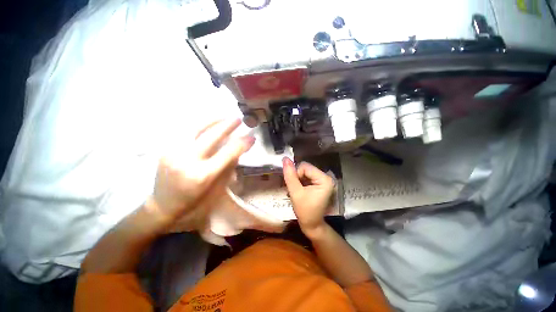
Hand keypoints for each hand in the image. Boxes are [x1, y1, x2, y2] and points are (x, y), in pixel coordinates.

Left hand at [151, 118, 254, 220]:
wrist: (163, 205)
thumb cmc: (194, 201)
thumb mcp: (216, 188)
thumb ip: (228, 167)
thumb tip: (238, 150)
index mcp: (202, 175)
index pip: (227, 153)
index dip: (241, 143)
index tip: (252, 137)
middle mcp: (187, 161)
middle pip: (211, 136)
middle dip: (228, 126)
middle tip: (238, 119)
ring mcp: (173, 153)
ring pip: (195, 128)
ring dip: (212, 120)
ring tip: (223, 116)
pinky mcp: (166, 149)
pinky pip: (185, 131)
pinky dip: (198, 124)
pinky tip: (207, 122)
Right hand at [282, 157, 334, 236]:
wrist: (312, 225)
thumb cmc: (305, 211)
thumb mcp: (295, 192)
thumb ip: (290, 175)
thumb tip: (285, 159)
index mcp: (324, 179)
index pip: (304, 167)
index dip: (296, 175)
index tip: (295, 188)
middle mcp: (326, 177)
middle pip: (305, 168)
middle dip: (297, 177)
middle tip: (295, 190)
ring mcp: (323, 180)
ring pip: (305, 172)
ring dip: (298, 180)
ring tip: (297, 191)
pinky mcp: (319, 183)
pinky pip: (307, 176)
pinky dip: (300, 182)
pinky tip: (300, 190)